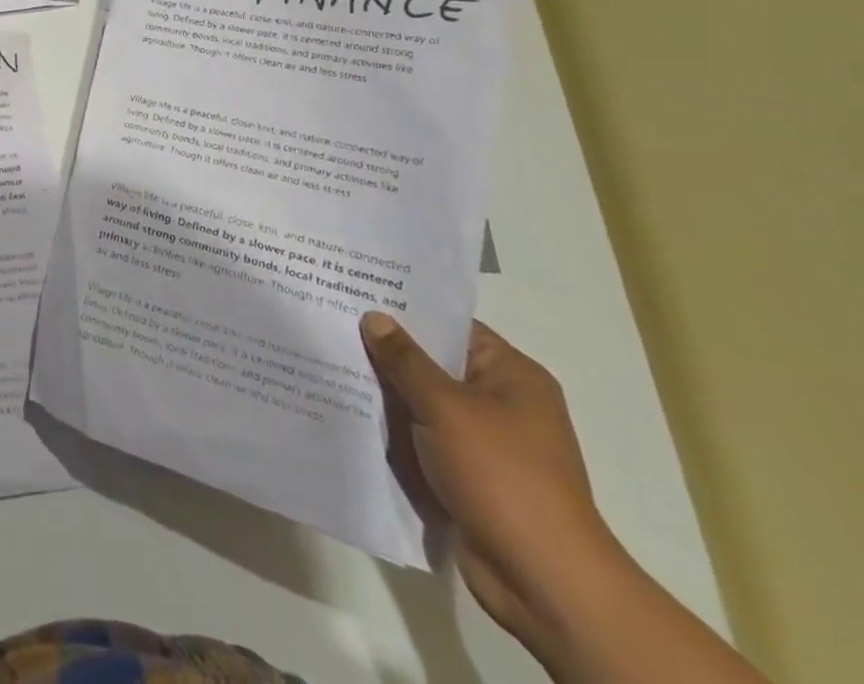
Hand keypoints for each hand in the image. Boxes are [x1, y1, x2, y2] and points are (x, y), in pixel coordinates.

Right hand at [361, 313, 622, 658]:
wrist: (545, 582)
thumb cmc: (503, 478)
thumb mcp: (447, 408)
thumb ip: (406, 360)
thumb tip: (374, 317)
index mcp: (512, 376)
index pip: (450, 325)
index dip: (405, 309)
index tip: (355, 292)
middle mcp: (502, 402)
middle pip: (433, 362)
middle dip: (386, 351)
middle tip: (329, 323)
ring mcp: (486, 440)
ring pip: (422, 401)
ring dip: (385, 392)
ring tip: (328, 363)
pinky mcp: (468, 473)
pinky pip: (422, 436)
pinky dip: (393, 428)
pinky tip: (350, 412)